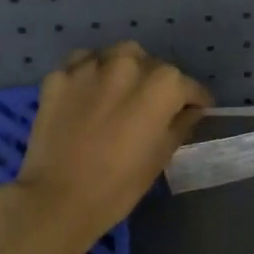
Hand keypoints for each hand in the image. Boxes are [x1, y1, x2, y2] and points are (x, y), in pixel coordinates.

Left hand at [11, 42, 211, 250]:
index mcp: (162, 85)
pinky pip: (83, 64)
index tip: (195, 109)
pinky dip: (90, 73)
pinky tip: (89, 93)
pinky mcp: (59, 76)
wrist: (58, 199)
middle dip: (157, 82)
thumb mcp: (160, 156)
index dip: (194, 99)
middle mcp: (128, 64)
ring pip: (117, 55)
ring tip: (120, 92)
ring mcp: (90, 67)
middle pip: (152, 64)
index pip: (187, 85)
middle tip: (151, 106)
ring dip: (125, 69)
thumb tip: (191, 110)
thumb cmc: (119, 185)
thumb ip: (180, 124)